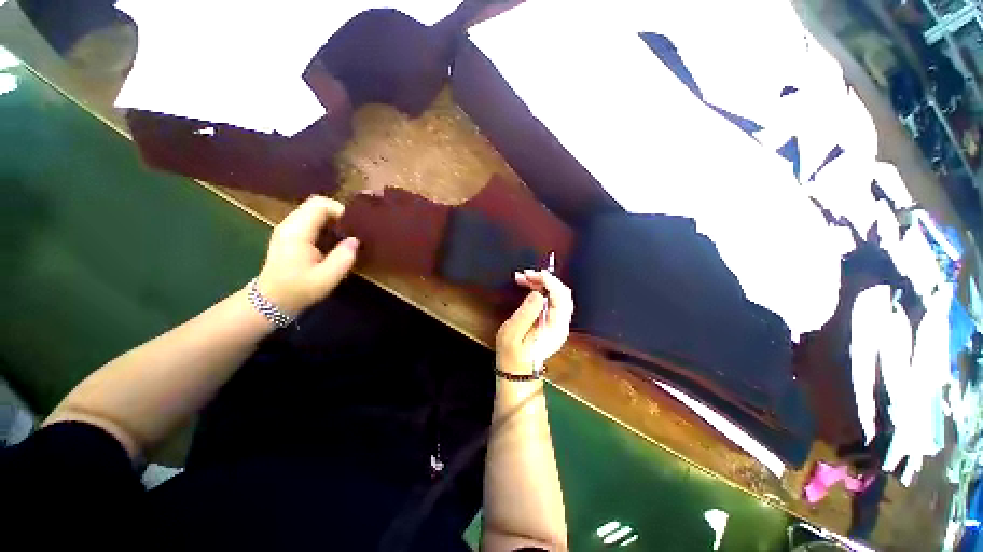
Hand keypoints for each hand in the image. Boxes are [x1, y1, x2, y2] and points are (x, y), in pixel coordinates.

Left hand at [256, 195, 358, 315]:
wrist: (270, 302)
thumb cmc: (298, 290)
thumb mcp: (327, 278)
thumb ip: (344, 258)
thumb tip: (356, 240)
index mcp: (297, 232)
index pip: (319, 204)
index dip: (340, 210)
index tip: (354, 227)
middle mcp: (290, 225)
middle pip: (316, 204)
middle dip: (338, 214)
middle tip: (353, 231)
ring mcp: (287, 229)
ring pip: (313, 212)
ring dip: (332, 220)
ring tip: (346, 237)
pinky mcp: (289, 236)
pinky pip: (310, 221)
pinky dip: (325, 226)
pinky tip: (333, 242)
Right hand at [495, 270, 573, 375]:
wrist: (517, 372)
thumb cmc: (512, 354)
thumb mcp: (512, 333)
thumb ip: (526, 313)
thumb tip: (538, 293)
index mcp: (555, 327)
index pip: (561, 297)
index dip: (549, 281)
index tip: (532, 273)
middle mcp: (562, 324)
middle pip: (562, 294)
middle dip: (545, 280)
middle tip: (524, 274)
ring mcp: (559, 324)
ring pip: (558, 295)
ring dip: (542, 283)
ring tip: (523, 278)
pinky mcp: (553, 323)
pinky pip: (552, 301)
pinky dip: (542, 290)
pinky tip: (528, 287)